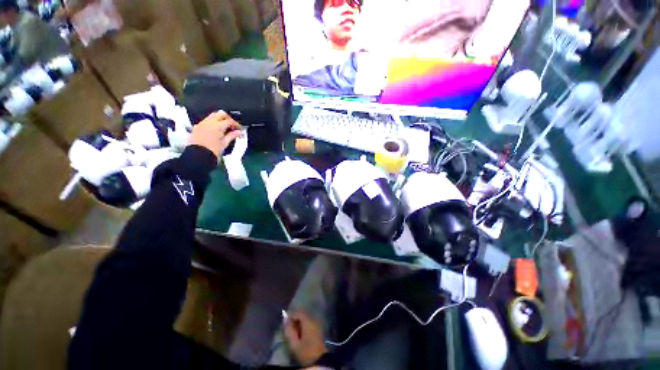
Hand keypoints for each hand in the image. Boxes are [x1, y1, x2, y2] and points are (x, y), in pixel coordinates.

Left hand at [189, 111, 241, 157]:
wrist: (198, 155)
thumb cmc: (213, 151)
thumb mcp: (224, 143)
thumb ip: (232, 136)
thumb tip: (239, 132)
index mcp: (218, 126)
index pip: (229, 121)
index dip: (236, 124)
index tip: (239, 129)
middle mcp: (209, 122)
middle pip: (221, 114)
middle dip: (228, 119)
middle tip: (232, 126)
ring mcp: (202, 123)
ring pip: (213, 115)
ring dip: (220, 119)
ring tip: (224, 128)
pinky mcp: (197, 127)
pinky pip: (206, 121)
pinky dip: (213, 123)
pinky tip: (216, 131)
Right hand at [284, 311, 327, 365]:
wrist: (319, 361)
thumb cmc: (305, 352)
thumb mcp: (294, 344)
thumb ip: (289, 331)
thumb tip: (285, 320)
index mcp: (308, 322)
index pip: (299, 312)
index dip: (291, 315)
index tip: (285, 322)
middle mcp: (314, 320)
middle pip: (303, 315)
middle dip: (295, 320)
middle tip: (289, 328)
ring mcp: (317, 324)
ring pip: (306, 319)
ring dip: (300, 324)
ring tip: (294, 332)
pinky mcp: (319, 330)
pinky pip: (310, 324)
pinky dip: (304, 327)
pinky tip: (301, 334)